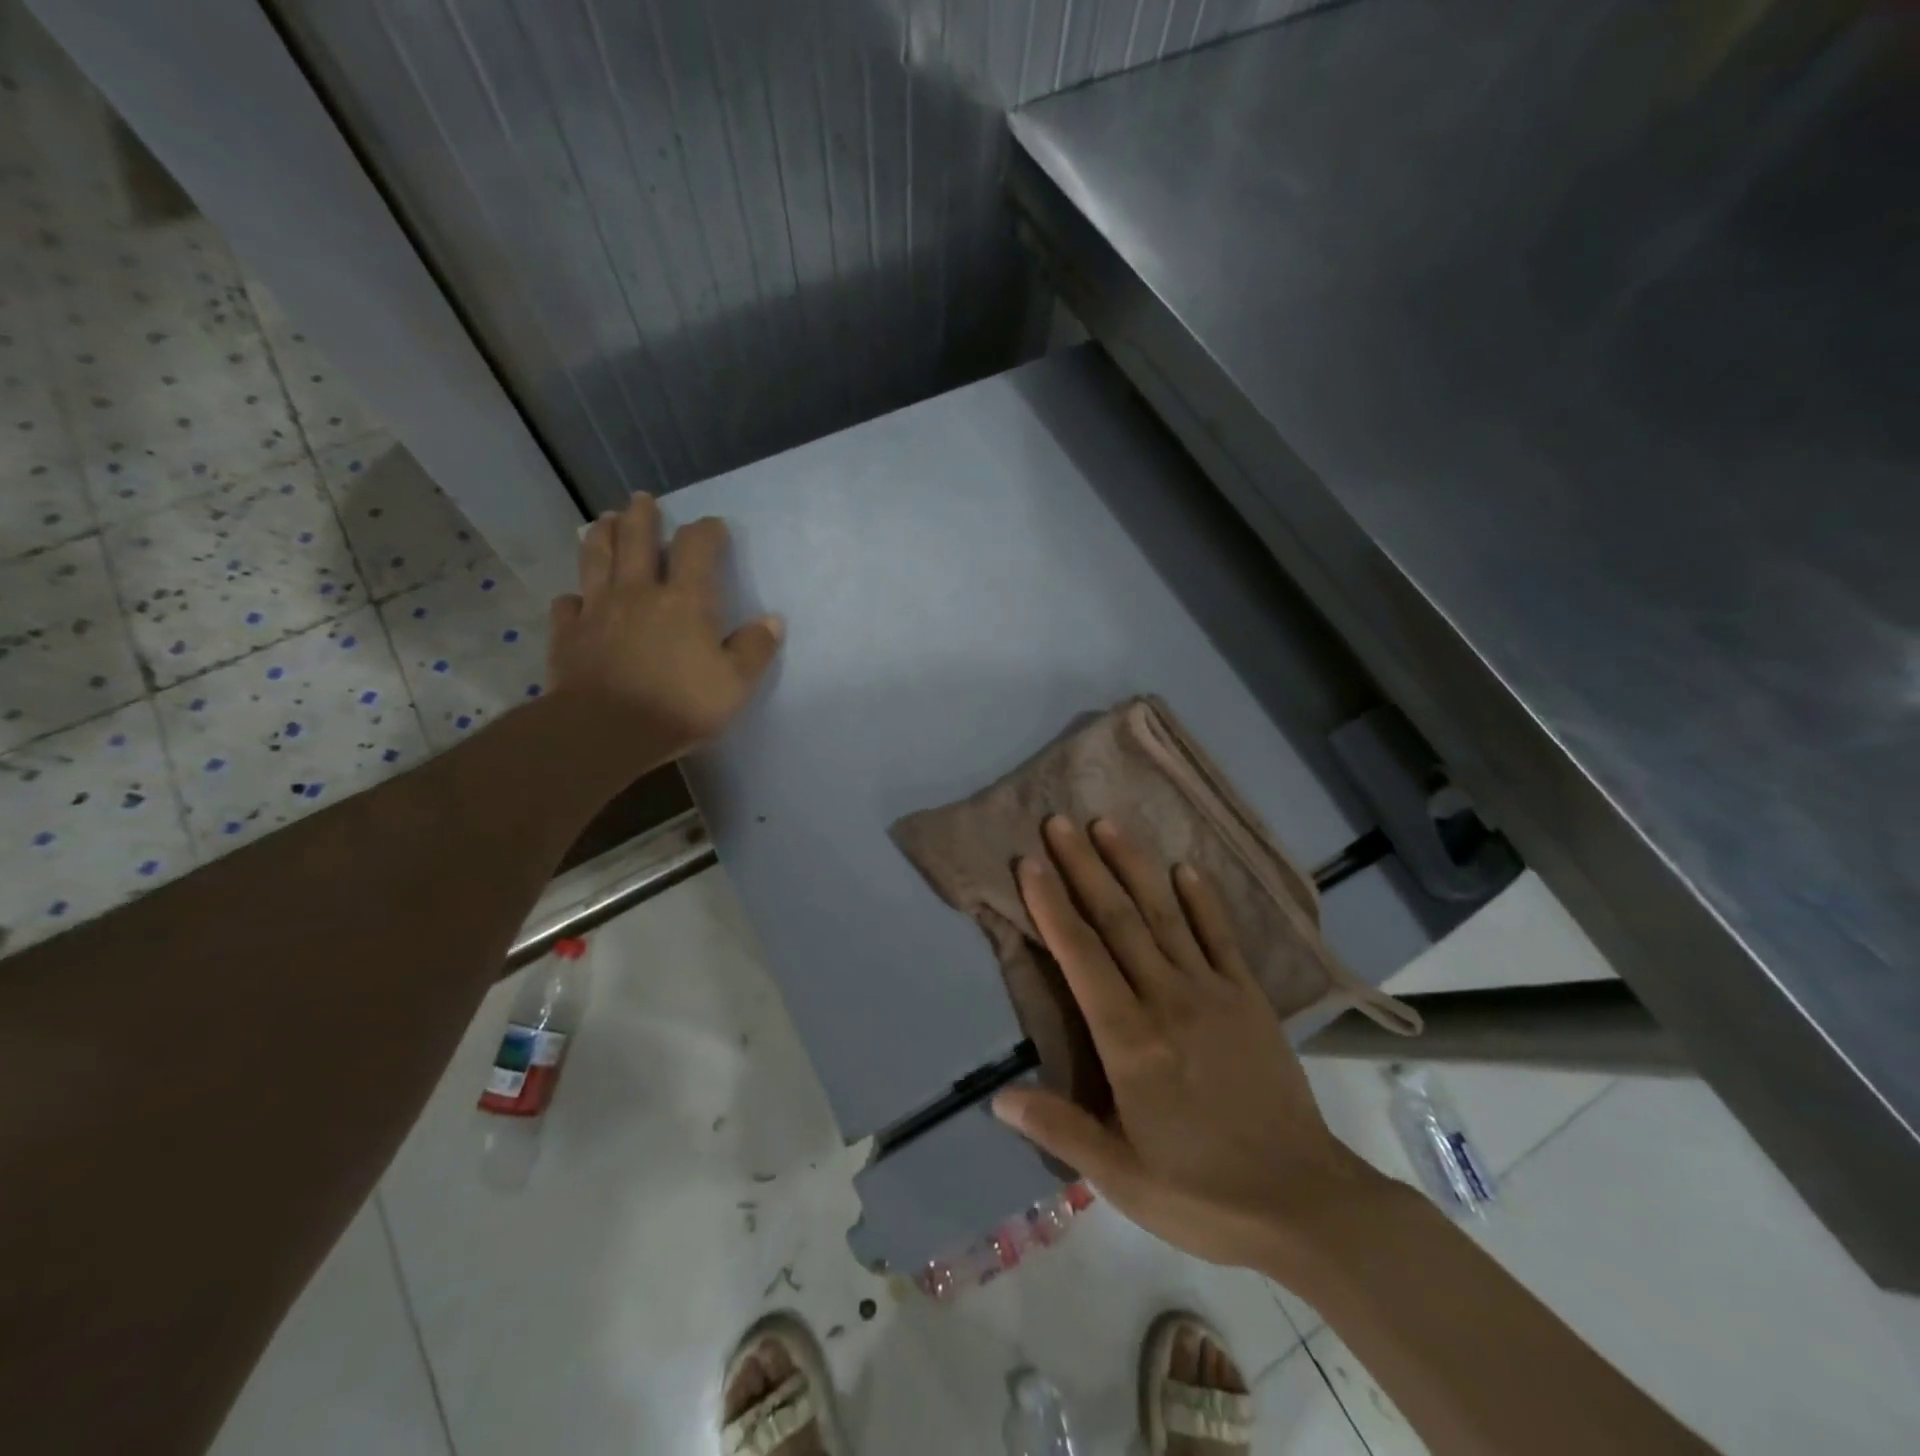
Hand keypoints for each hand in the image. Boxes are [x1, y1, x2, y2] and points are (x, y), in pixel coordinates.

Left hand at [546, 494, 782, 765]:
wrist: (606, 730)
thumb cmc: (680, 705)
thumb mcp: (735, 684)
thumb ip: (754, 649)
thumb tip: (773, 621)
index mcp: (685, 600)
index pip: (696, 547)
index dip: (706, 531)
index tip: (714, 526)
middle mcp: (638, 592)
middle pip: (636, 538)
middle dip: (643, 515)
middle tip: (644, 500)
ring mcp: (598, 609)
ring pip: (596, 557)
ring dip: (603, 534)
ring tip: (607, 521)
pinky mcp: (569, 633)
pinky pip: (568, 604)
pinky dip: (575, 596)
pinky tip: (578, 598)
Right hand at [992, 817, 1390, 1270]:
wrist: (1306, 1203)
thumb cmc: (1202, 1192)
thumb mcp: (1121, 1177)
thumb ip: (1059, 1129)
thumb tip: (996, 1099)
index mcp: (1130, 1040)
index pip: (1081, 956)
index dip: (1052, 906)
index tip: (1031, 863)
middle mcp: (1167, 999)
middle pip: (1118, 920)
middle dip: (1084, 868)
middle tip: (1059, 822)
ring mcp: (1213, 993)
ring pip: (1164, 915)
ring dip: (1134, 867)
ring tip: (1107, 824)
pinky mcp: (1249, 998)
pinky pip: (1221, 937)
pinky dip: (1202, 899)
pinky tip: (1184, 868)